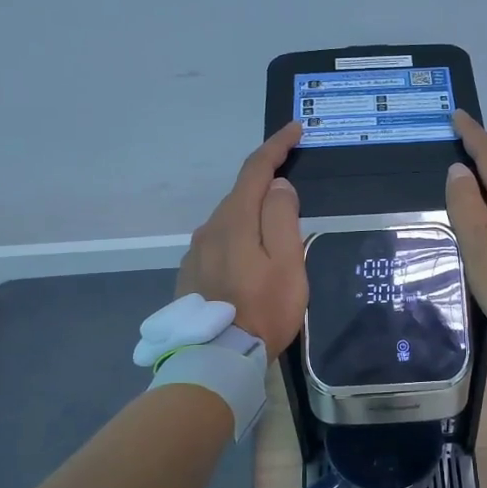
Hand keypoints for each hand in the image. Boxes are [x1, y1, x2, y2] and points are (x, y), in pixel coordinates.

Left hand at [176, 122, 308, 358]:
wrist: (217, 357)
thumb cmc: (263, 309)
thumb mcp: (287, 262)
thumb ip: (283, 218)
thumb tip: (278, 187)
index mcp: (234, 220)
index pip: (255, 169)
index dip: (276, 146)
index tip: (295, 130)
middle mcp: (209, 228)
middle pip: (241, 195)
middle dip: (267, 185)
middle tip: (294, 193)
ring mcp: (196, 251)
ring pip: (229, 221)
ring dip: (252, 216)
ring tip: (275, 235)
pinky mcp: (191, 273)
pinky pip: (219, 243)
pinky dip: (238, 239)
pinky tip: (249, 260)